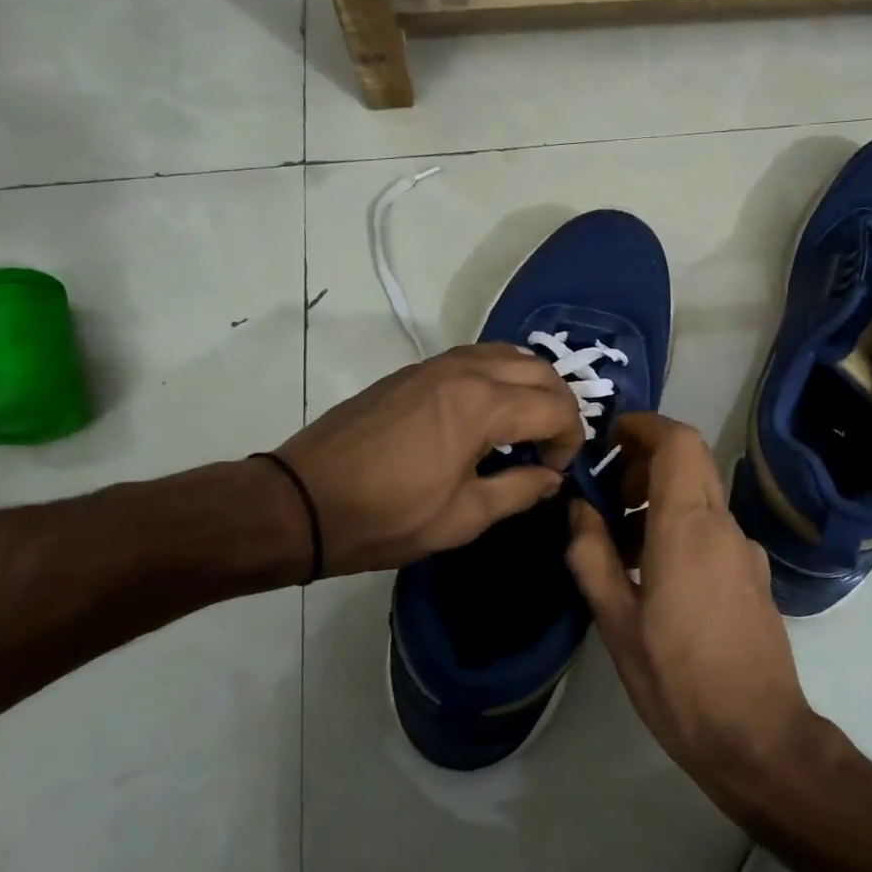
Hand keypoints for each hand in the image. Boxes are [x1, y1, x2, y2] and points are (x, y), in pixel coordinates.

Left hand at [279, 344, 583, 576]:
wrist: (303, 502)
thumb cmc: (387, 517)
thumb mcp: (463, 517)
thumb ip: (519, 490)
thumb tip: (550, 477)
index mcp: (483, 405)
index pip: (554, 407)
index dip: (569, 439)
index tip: (555, 471)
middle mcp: (465, 371)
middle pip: (538, 368)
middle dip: (559, 404)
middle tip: (552, 444)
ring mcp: (435, 365)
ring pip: (506, 354)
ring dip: (530, 383)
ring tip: (526, 424)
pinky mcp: (412, 372)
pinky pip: (474, 358)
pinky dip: (499, 375)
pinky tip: (488, 412)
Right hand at [564, 412, 820, 818]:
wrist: (759, 737)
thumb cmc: (678, 679)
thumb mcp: (617, 622)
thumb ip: (592, 556)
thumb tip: (577, 509)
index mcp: (688, 526)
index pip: (678, 441)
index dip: (644, 426)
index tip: (609, 439)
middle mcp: (724, 525)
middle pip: (690, 461)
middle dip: (645, 461)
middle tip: (607, 495)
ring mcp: (745, 550)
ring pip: (700, 495)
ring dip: (660, 498)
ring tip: (621, 543)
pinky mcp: (754, 575)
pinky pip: (713, 528)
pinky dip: (680, 526)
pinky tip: (655, 574)